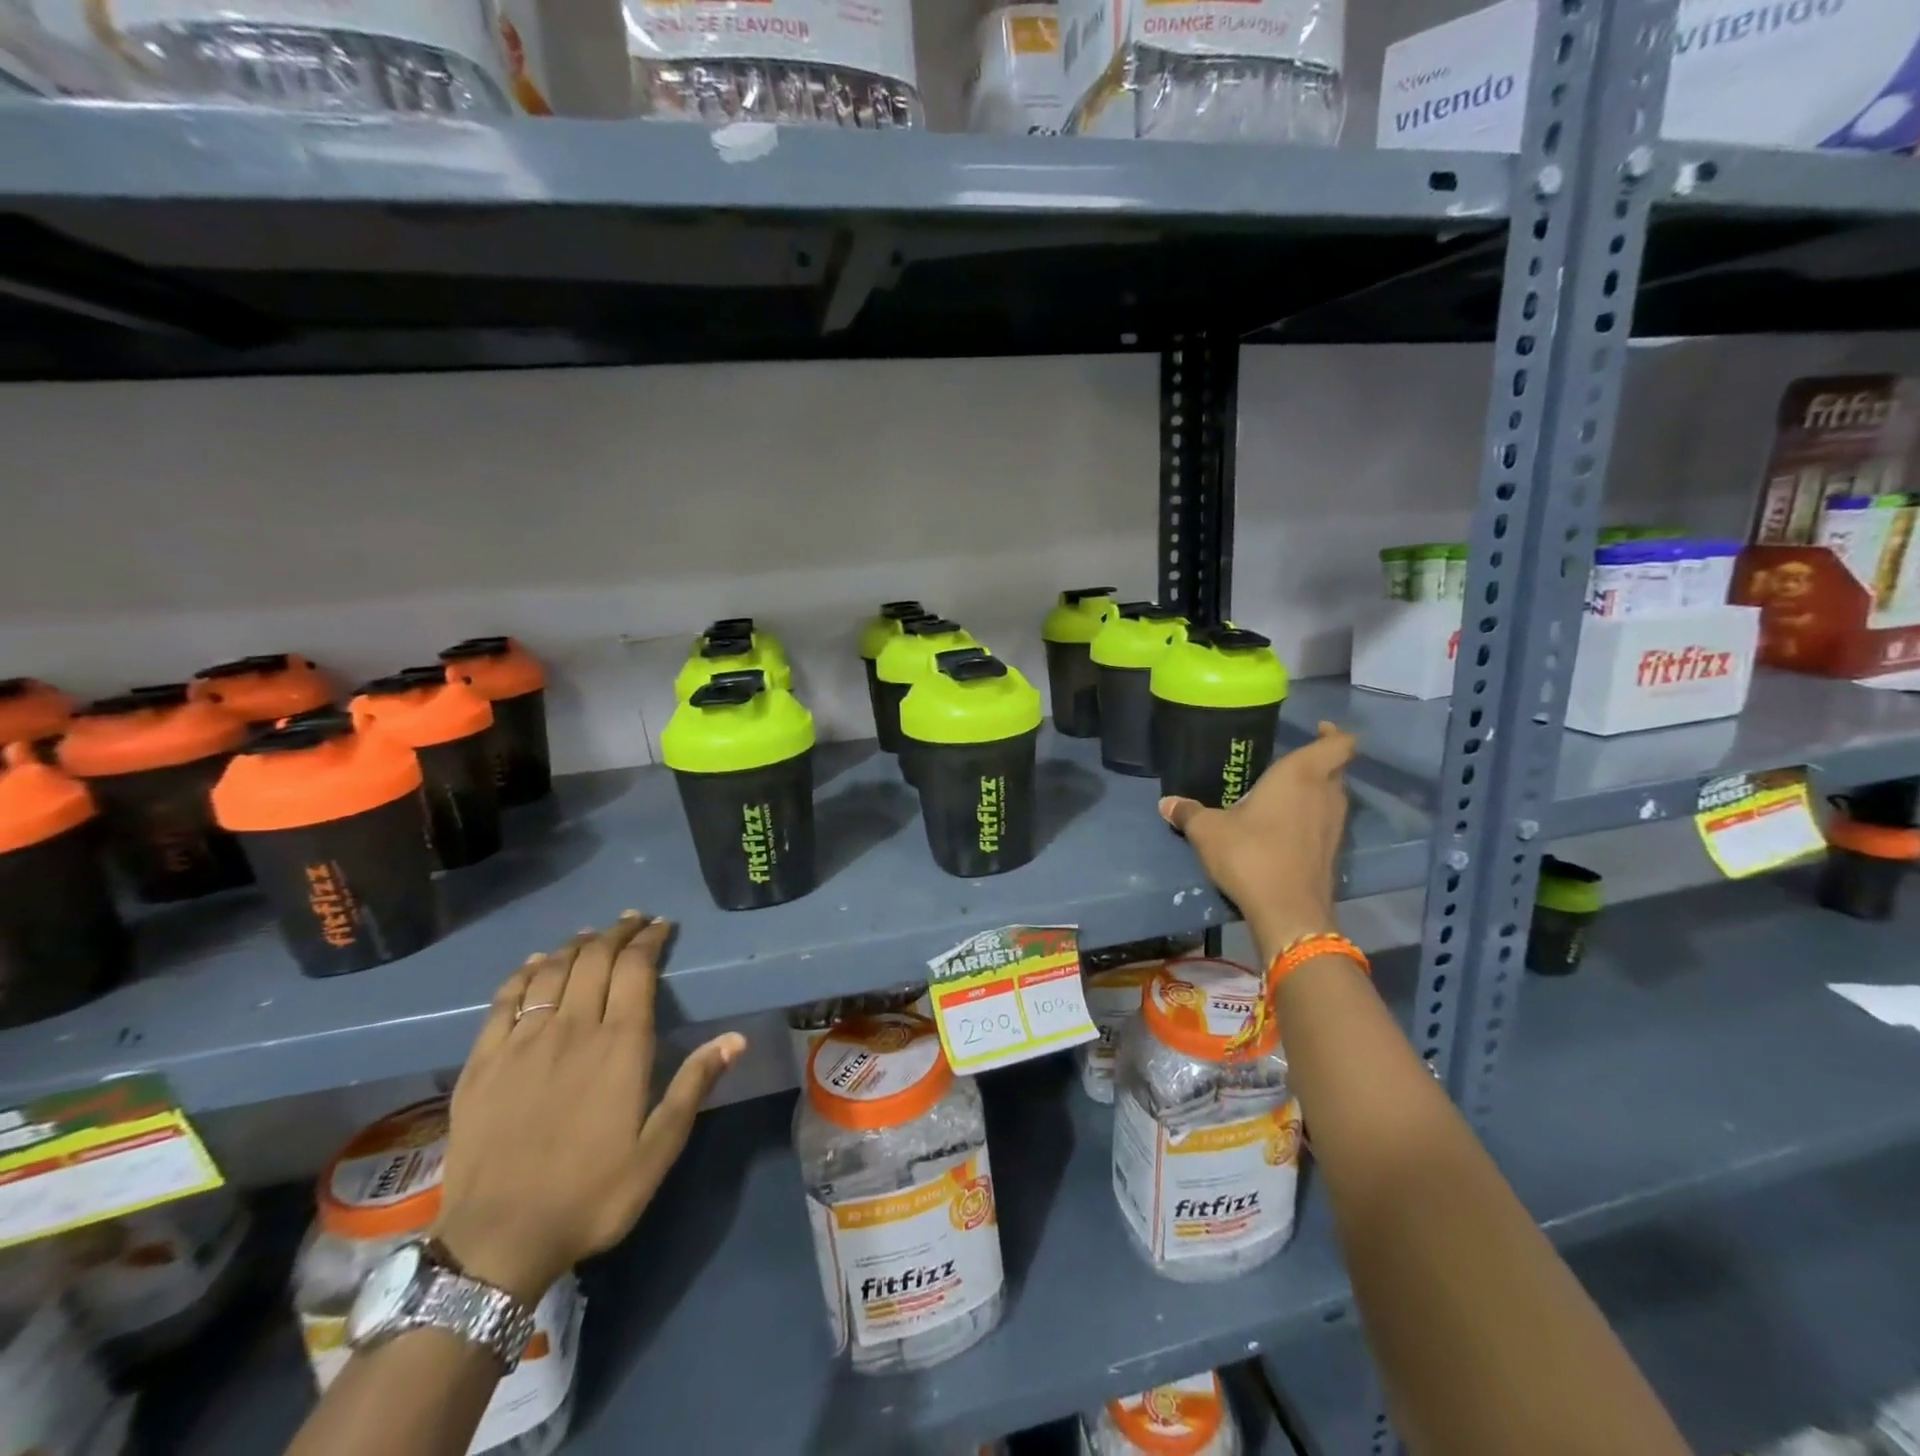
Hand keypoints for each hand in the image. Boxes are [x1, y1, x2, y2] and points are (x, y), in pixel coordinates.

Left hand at [432, 912, 745, 1302]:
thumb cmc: (592, 1194)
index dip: (649, 940)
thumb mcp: (658, 1149)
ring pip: (551, 972)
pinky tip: (535, 965)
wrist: (497, 1242)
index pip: (636, 969)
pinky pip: (504, 1000)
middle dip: (616, 933)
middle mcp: (572, 1029)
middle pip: (595, 959)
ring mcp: (522, 1042)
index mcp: (620, 1045)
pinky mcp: (483, 1062)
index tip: (660, 926)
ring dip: (575, 946)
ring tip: (590, 935)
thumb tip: (736, 1037)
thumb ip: (694, 1085)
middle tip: (631, 921)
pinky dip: (524, 973)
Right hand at [1159, 721, 1355, 959]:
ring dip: (1315, 792)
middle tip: (1286, 765)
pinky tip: (1283, 829)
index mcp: (1300, 775)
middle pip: (1335, 770)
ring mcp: (1334, 826)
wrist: (1288, 912)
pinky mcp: (1332, 854)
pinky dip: (1311, 819)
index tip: (1318, 729)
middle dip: (1317, 764)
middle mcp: (1325, 795)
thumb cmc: (1250, 855)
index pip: (1338, 744)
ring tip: (1282, 795)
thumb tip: (1166, 803)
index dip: (1333, 733)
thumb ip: (1189, 813)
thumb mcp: (1208, 831)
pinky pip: (1326, 824)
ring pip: (1333, 797)